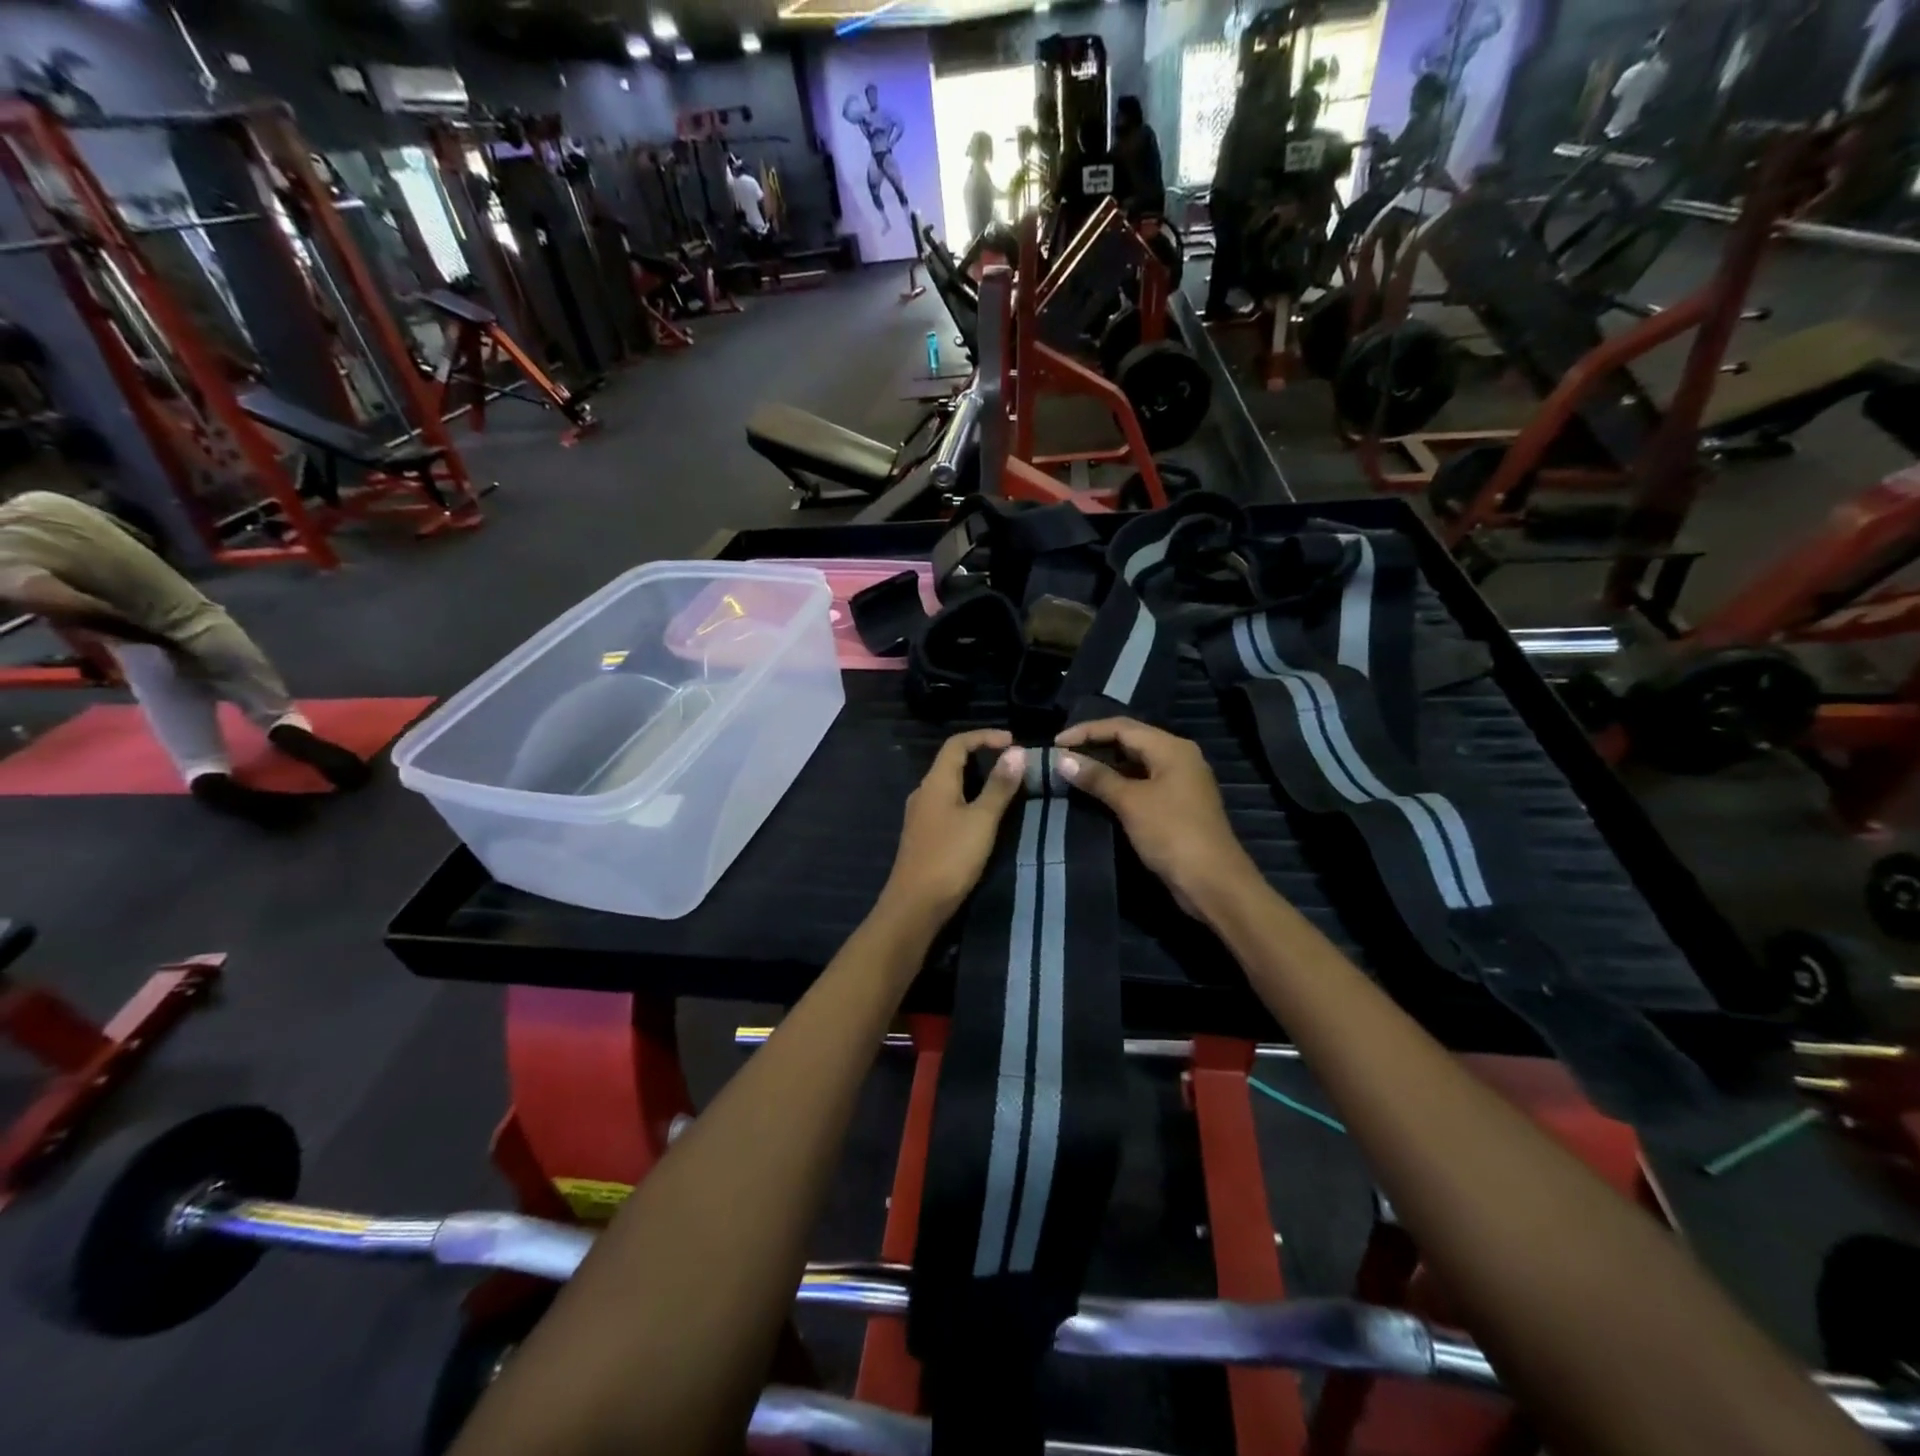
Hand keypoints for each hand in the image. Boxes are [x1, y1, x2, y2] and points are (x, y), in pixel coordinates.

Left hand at [878, 729, 1024, 927]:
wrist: (914, 905)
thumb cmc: (950, 858)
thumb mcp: (982, 820)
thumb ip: (999, 786)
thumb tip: (1017, 751)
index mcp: (935, 782)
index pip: (957, 743)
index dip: (985, 736)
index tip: (1013, 742)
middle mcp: (924, 792)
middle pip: (951, 762)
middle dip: (982, 756)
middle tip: (1013, 764)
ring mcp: (921, 815)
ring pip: (949, 785)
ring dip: (976, 779)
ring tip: (1004, 787)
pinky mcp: (923, 835)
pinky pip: (947, 804)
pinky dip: (968, 799)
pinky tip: (983, 816)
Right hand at [1056, 718, 1260, 920]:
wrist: (1212, 882)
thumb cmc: (1172, 834)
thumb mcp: (1131, 802)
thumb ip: (1097, 777)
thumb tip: (1062, 759)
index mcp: (1171, 748)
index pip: (1122, 727)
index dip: (1086, 731)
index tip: (1056, 744)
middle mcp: (1178, 757)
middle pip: (1130, 740)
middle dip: (1095, 745)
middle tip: (1062, 756)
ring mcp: (1179, 781)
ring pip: (1135, 762)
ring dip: (1105, 764)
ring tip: (1074, 771)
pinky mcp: (1176, 804)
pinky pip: (1142, 782)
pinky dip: (1118, 782)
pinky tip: (1098, 791)